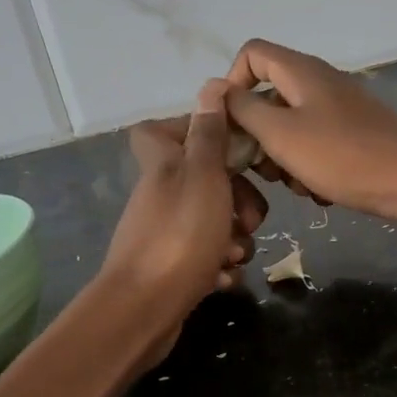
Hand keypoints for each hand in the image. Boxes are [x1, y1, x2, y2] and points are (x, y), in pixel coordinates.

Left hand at [101, 81, 268, 319]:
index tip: (232, 146)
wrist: (144, 310)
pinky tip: (223, 278)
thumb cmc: (180, 236)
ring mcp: (166, 234)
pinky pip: (207, 260)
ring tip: (236, 255)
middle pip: (207, 182)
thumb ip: (209, 133)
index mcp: (164, 165)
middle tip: (252, 219)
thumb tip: (211, 86)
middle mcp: (162, 195)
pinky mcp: (173, 269)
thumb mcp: (203, 176)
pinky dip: (220, 268)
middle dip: (239, 199)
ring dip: (235, 239)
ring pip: (214, 223)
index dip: (199, 132)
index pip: (165, 129)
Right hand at [222, 39, 396, 220]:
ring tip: (296, 185)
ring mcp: (340, 111)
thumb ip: (243, 110)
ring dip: (283, 158)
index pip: (251, 55)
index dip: (232, 85)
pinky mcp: (354, 138)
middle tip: (261, 168)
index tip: (231, 126)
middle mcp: (320, 83)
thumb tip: (216, 90)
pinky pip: (316, 147)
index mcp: (301, 71)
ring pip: (291, 128)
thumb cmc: (343, 155)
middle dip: (257, 134)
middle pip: (269, 96)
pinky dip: (310, 167)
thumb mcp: (281, 133)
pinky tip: (320, 192)